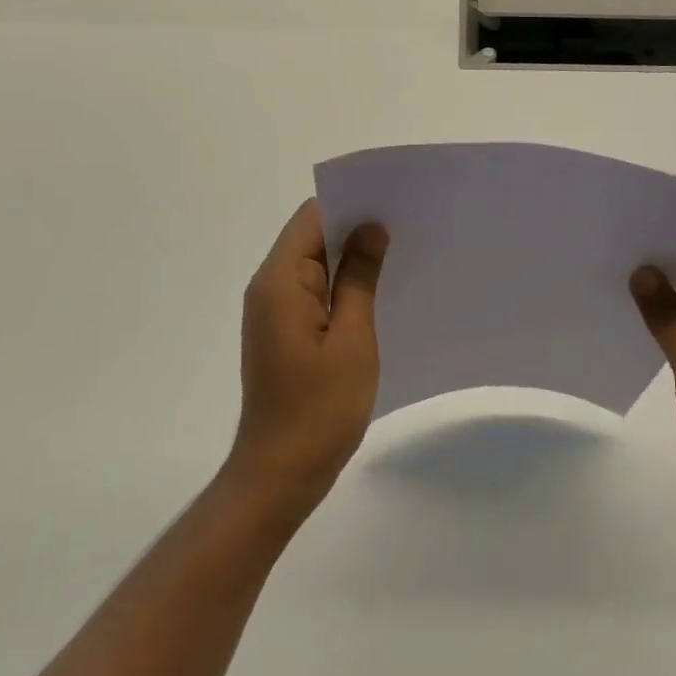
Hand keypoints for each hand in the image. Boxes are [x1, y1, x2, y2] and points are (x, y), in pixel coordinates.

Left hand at [227, 199, 388, 521]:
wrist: (281, 472)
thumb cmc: (319, 407)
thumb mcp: (352, 338)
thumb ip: (358, 277)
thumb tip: (371, 227)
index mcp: (280, 281)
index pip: (312, 217)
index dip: (350, 203)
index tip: (393, 202)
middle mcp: (269, 286)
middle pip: (311, 235)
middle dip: (355, 226)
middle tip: (406, 225)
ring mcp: (273, 310)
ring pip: (314, 262)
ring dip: (350, 256)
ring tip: (400, 252)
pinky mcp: (282, 330)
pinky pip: (312, 289)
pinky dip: (341, 283)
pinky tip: (376, 290)